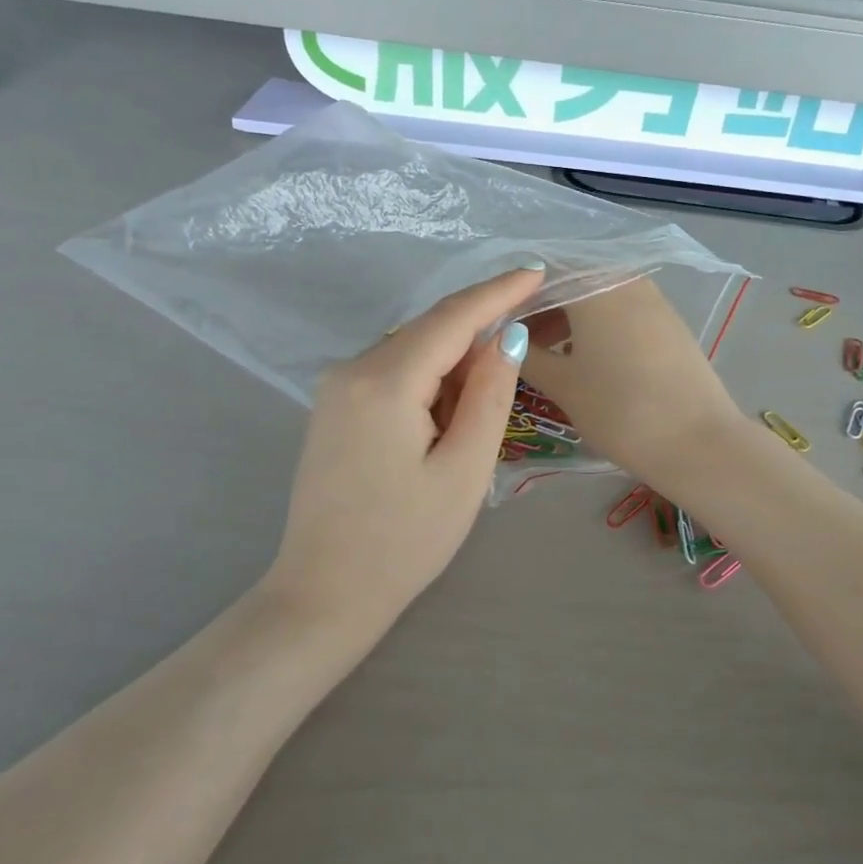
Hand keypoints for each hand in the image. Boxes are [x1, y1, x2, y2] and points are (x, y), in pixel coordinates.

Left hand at [267, 265, 541, 628]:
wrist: (326, 592)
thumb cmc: (406, 541)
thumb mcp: (465, 470)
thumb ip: (489, 396)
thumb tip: (507, 337)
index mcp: (384, 381)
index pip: (452, 318)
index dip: (498, 293)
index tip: (537, 271)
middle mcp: (350, 369)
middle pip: (428, 331)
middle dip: (478, 332)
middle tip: (527, 343)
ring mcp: (334, 389)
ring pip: (410, 352)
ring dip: (454, 364)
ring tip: (485, 408)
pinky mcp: (332, 409)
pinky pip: (391, 375)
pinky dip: (427, 382)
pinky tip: (446, 417)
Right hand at [520, 277, 747, 489]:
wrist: (697, 442)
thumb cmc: (619, 409)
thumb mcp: (562, 384)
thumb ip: (526, 354)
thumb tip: (504, 337)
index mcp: (594, 284)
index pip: (540, 272)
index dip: (513, 297)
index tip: (495, 326)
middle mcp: (626, 280)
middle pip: (571, 281)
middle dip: (540, 308)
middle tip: (518, 344)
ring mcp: (654, 300)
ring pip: (597, 297)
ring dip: (567, 319)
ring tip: (547, 357)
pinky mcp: (670, 324)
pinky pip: (621, 312)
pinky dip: (596, 328)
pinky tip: (585, 361)